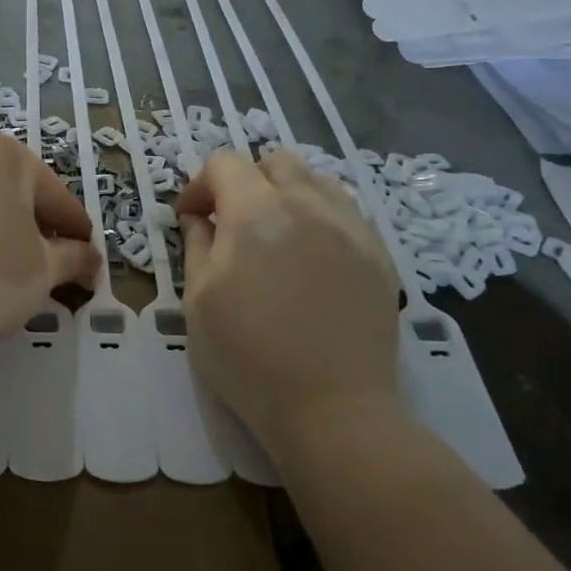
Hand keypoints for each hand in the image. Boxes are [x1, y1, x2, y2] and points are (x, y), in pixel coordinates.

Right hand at [176, 148, 400, 454]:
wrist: (331, 408)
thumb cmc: (247, 357)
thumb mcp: (198, 301)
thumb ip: (196, 246)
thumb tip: (197, 217)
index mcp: (256, 213)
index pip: (224, 164)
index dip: (199, 185)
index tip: (191, 219)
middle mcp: (308, 205)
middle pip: (275, 161)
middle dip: (246, 181)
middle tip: (233, 223)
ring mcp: (351, 227)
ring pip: (316, 180)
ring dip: (286, 194)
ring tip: (275, 236)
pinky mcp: (379, 254)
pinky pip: (346, 212)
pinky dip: (320, 217)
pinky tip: (312, 258)